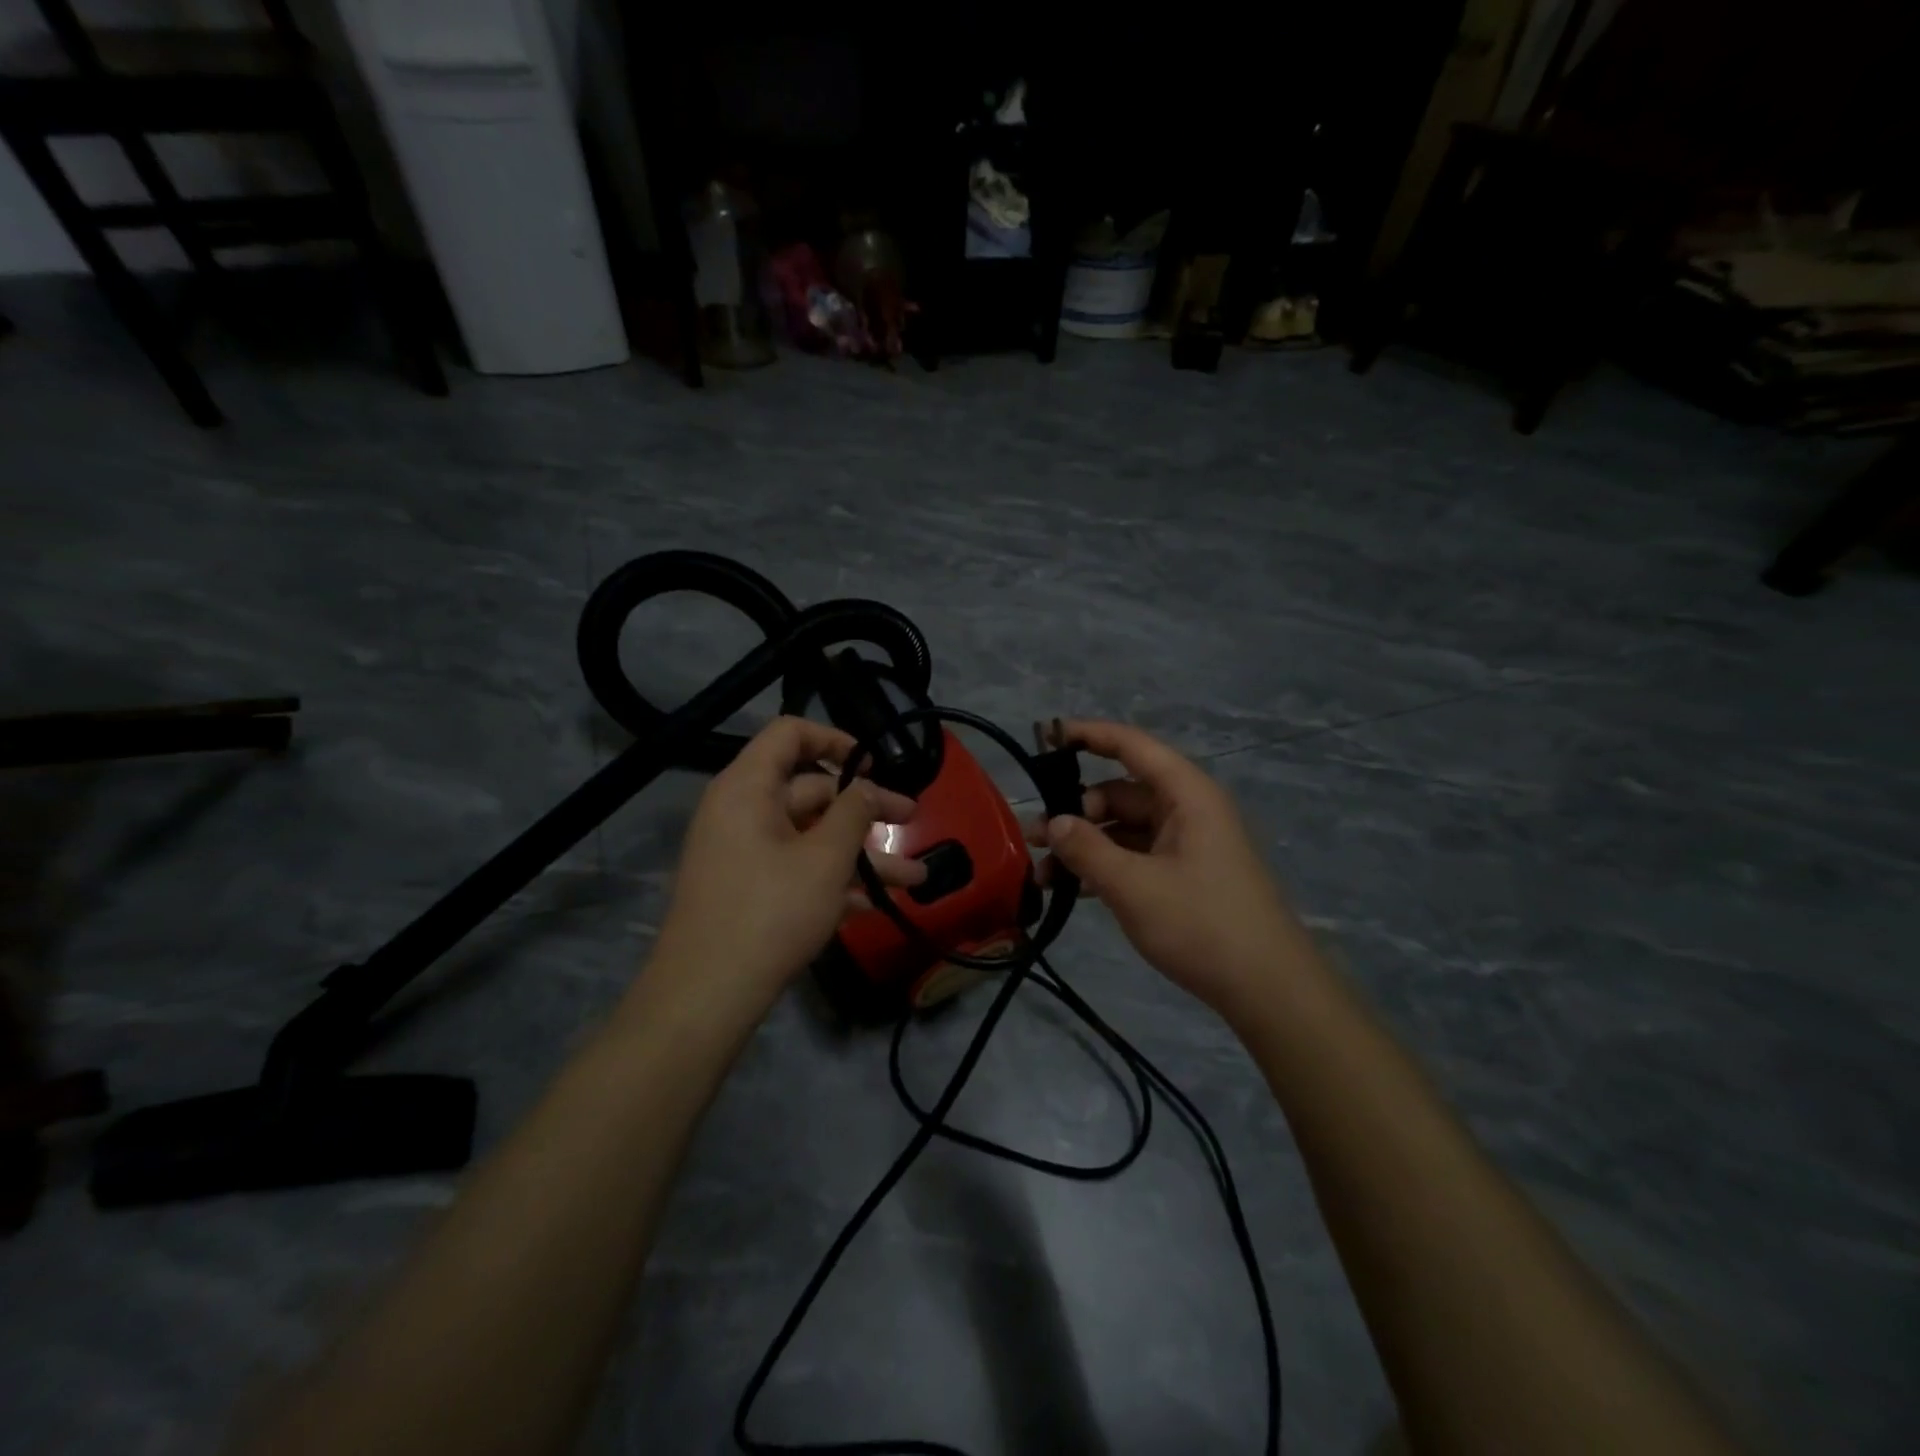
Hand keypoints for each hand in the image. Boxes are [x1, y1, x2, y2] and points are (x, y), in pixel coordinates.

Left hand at [646, 717, 921, 1016]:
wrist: (707, 996)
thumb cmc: (770, 911)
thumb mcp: (825, 858)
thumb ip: (854, 812)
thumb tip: (867, 787)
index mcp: (748, 787)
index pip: (790, 734)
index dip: (836, 739)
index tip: (875, 763)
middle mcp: (742, 812)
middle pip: (811, 791)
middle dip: (867, 809)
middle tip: (912, 819)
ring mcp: (744, 854)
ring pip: (812, 838)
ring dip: (863, 854)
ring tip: (915, 877)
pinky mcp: (749, 891)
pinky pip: (797, 869)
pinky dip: (834, 880)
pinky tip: (878, 903)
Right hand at [1034, 720, 1318, 1020]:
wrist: (1268, 989)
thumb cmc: (1201, 924)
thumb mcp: (1134, 886)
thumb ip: (1087, 849)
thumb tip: (1053, 822)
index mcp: (1187, 795)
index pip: (1131, 745)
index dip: (1088, 735)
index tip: (1046, 738)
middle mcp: (1188, 810)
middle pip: (1121, 792)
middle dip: (1075, 810)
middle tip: (1033, 836)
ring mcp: (1187, 844)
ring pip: (1124, 828)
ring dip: (1085, 844)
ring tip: (1042, 871)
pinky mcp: (1185, 875)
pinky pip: (1136, 856)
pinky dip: (1105, 866)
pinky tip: (1073, 889)